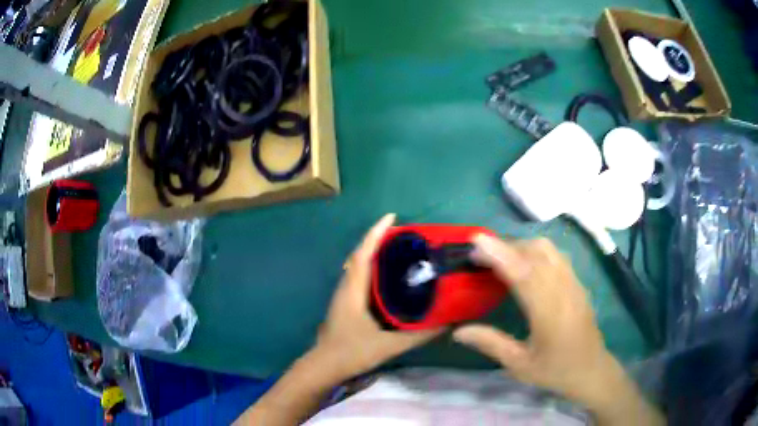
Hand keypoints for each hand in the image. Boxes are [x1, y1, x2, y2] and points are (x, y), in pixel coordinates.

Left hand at [311, 214, 442, 380]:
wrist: (324, 366)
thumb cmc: (352, 352)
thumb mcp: (389, 345)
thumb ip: (419, 336)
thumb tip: (448, 324)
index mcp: (353, 290)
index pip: (363, 253)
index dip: (376, 233)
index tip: (391, 217)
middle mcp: (346, 286)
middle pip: (360, 254)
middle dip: (378, 239)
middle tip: (404, 234)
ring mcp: (343, 294)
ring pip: (358, 265)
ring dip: (374, 252)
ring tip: (398, 250)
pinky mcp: (344, 303)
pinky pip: (359, 277)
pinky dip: (371, 268)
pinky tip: (387, 277)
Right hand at [453, 236, 628, 410]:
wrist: (591, 370)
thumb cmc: (555, 371)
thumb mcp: (519, 365)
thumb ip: (491, 344)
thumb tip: (458, 331)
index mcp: (549, 313)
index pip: (524, 274)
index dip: (500, 254)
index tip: (477, 241)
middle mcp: (564, 290)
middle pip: (536, 252)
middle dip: (506, 246)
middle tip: (479, 256)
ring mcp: (574, 283)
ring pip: (548, 249)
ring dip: (521, 245)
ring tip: (500, 257)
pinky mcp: (578, 282)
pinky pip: (556, 255)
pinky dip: (535, 251)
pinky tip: (524, 263)